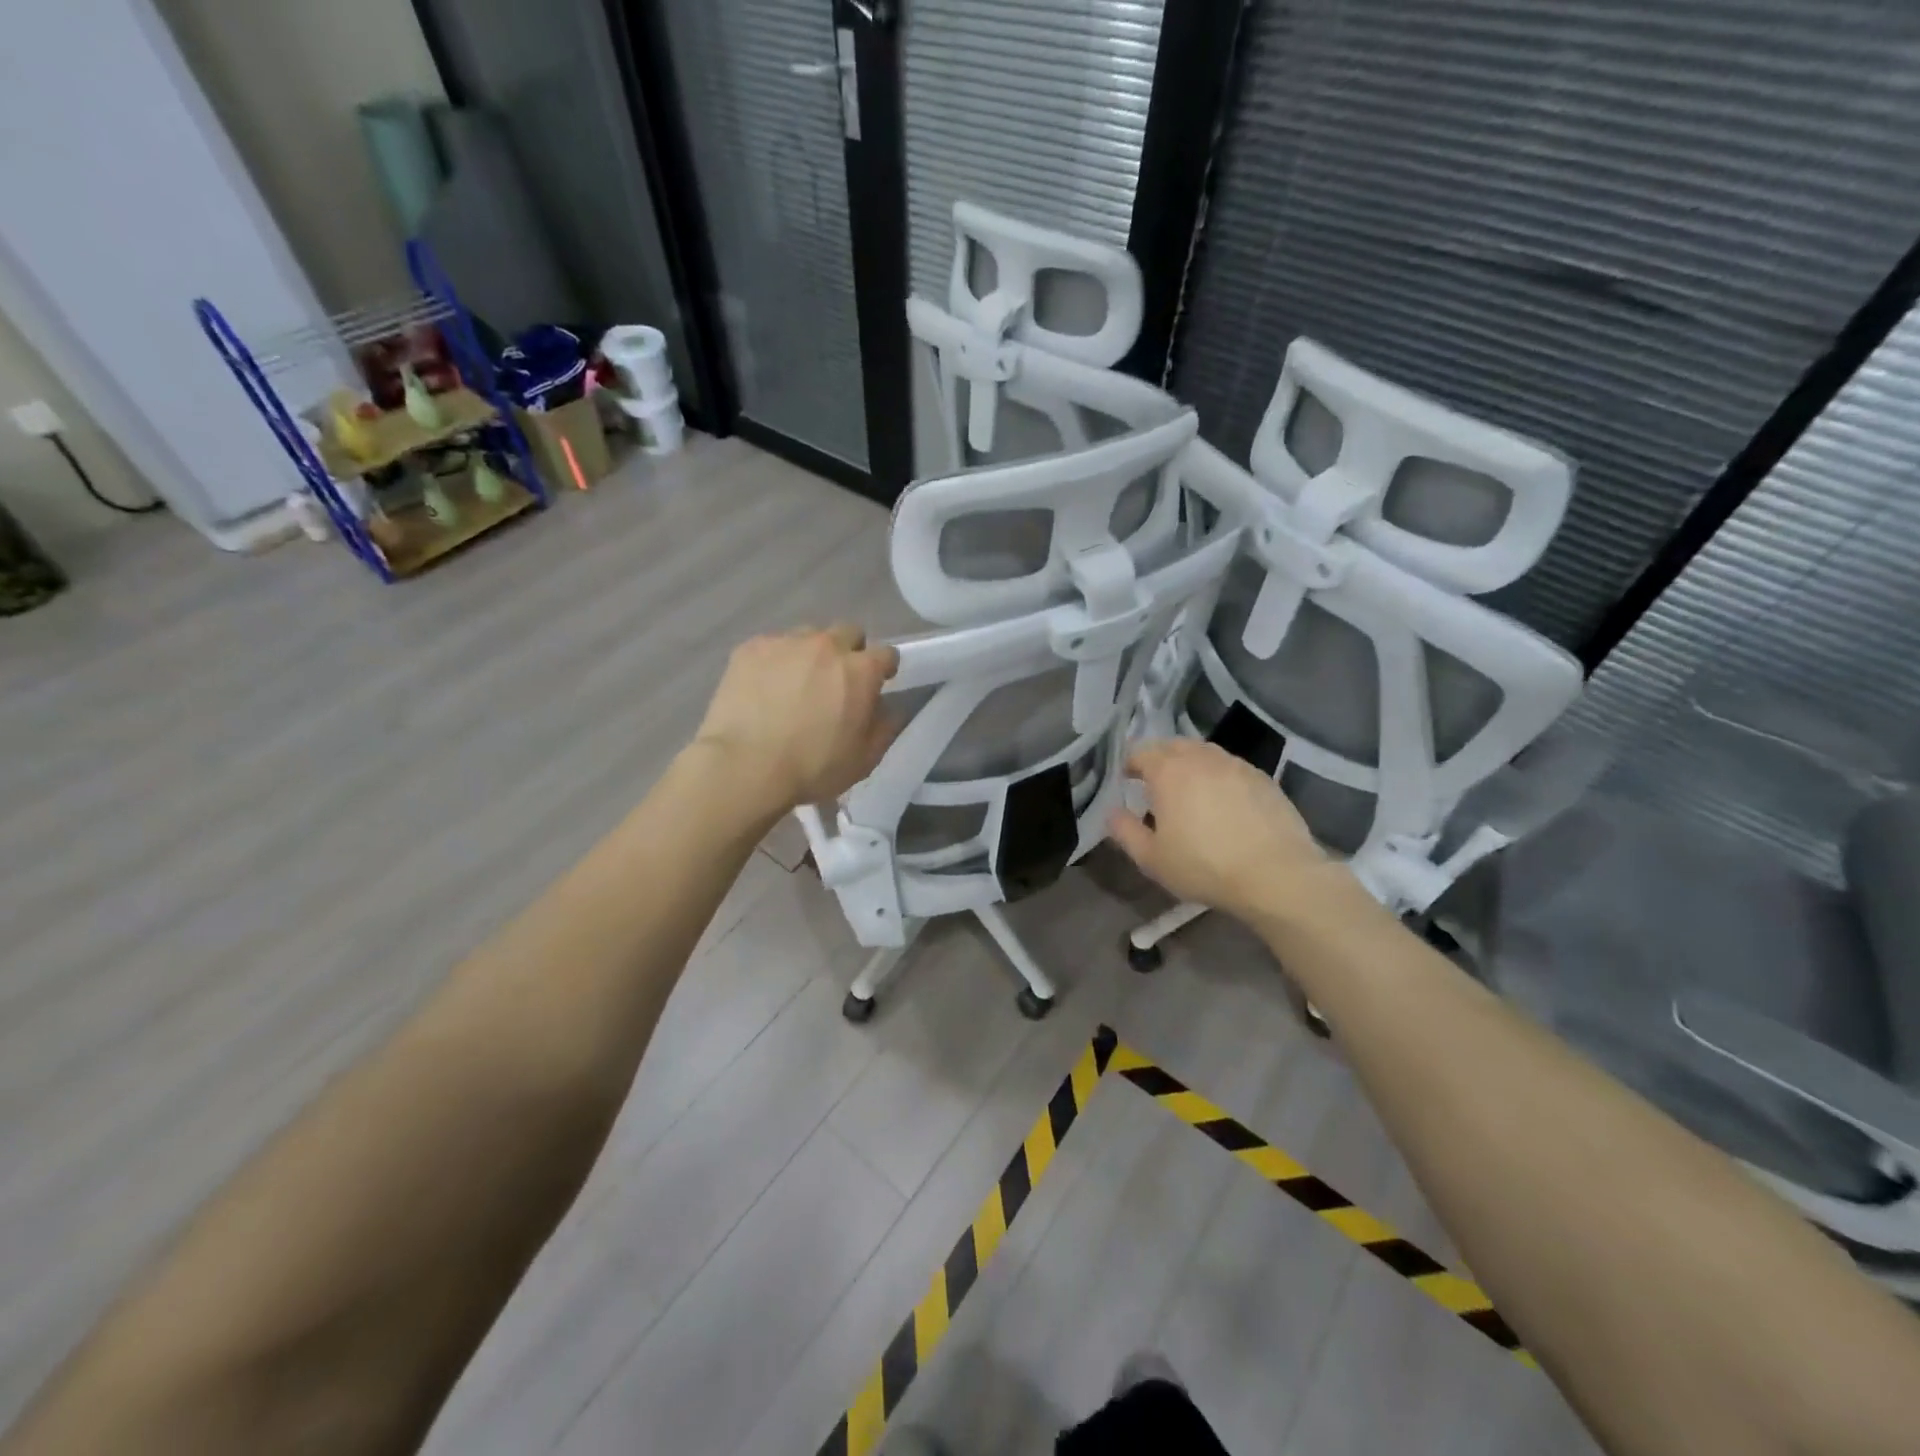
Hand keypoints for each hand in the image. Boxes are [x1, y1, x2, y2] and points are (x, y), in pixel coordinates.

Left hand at [692, 624, 899, 814]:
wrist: (744, 766)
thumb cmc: (812, 767)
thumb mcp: (863, 759)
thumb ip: (885, 727)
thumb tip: (892, 708)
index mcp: (860, 670)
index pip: (886, 653)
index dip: (884, 668)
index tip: (878, 682)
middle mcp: (827, 645)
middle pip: (848, 632)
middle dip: (849, 651)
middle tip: (836, 681)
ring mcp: (786, 642)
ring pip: (808, 636)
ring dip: (811, 654)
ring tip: (796, 683)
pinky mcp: (751, 648)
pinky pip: (772, 646)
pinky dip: (775, 661)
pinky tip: (764, 687)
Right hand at [1108, 739, 1356, 930]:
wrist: (1276, 875)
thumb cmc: (1204, 866)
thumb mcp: (1152, 858)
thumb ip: (1125, 831)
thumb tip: (1112, 812)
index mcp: (1168, 771)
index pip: (1139, 752)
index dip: (1128, 764)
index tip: (1124, 781)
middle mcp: (1201, 758)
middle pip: (1172, 746)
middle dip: (1158, 759)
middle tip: (1153, 783)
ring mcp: (1236, 765)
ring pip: (1204, 753)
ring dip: (1189, 764)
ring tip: (1188, 790)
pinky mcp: (1263, 778)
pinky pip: (1230, 767)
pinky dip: (1218, 776)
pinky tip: (1222, 801)